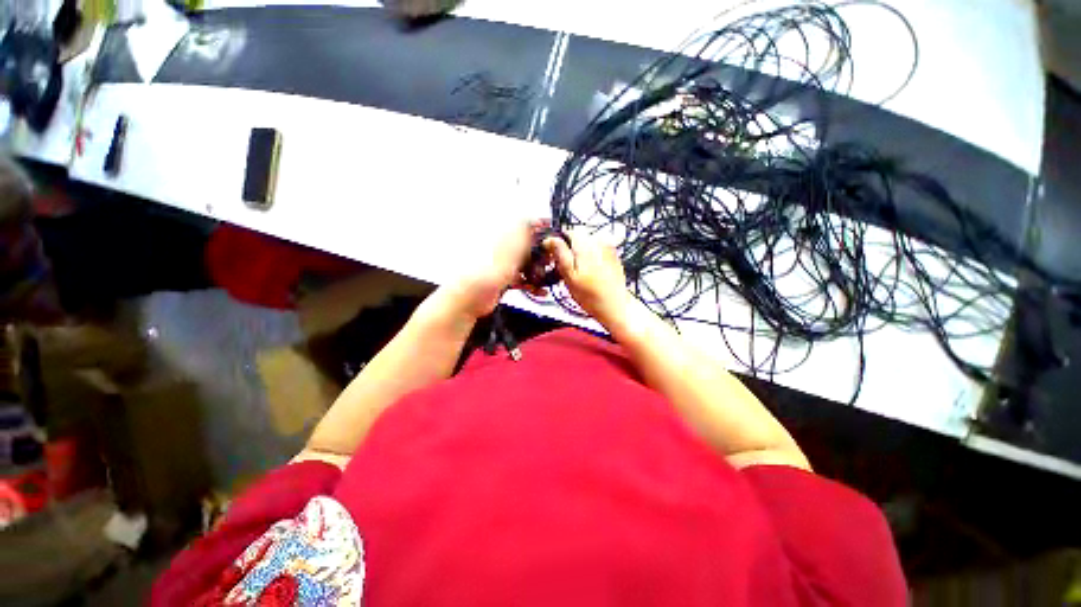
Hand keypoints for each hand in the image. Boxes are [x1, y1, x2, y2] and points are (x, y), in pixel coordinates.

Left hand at [449, 219, 546, 317]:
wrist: (466, 302)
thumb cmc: (480, 277)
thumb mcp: (505, 255)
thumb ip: (520, 239)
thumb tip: (532, 220)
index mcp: (501, 239)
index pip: (522, 226)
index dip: (537, 226)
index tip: (552, 230)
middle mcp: (502, 250)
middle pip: (527, 246)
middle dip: (542, 253)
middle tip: (553, 261)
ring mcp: (503, 266)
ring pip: (526, 264)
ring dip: (538, 271)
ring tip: (549, 278)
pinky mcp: (503, 281)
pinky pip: (521, 279)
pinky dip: (531, 284)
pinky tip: (540, 291)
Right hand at [544, 229, 630, 324]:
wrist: (615, 306)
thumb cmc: (589, 294)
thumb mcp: (569, 275)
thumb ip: (560, 254)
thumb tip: (550, 239)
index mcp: (585, 243)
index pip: (566, 232)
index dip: (557, 243)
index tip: (553, 257)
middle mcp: (598, 240)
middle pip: (577, 237)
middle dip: (569, 248)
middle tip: (565, 268)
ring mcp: (608, 246)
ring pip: (586, 243)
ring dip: (579, 252)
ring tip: (577, 271)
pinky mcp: (613, 254)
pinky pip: (596, 249)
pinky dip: (590, 256)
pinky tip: (589, 272)